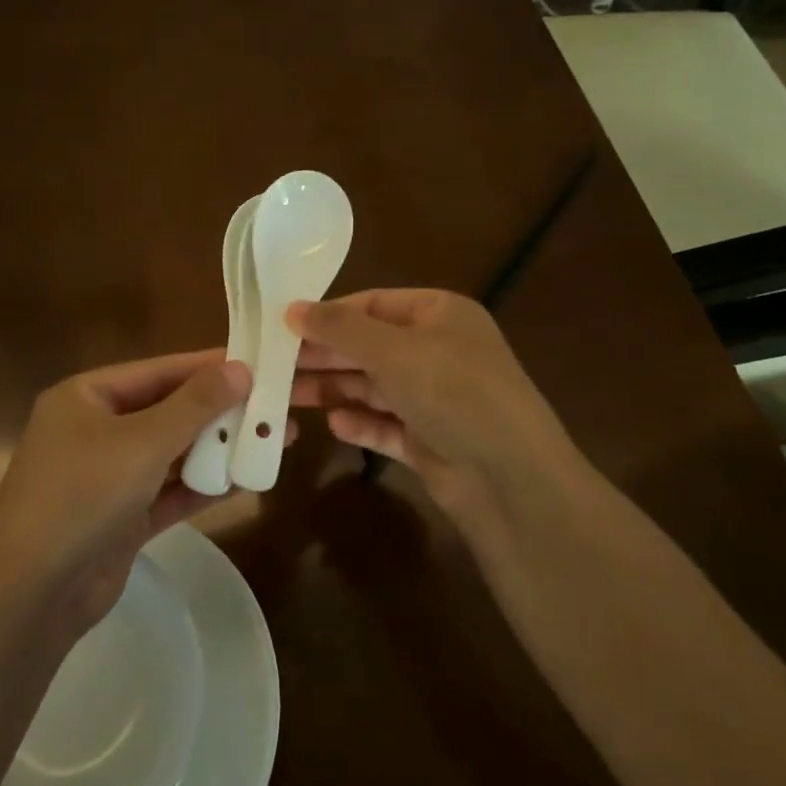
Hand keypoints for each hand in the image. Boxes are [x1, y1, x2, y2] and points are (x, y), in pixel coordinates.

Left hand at [0, 350, 288, 635]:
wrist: (33, 594)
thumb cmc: (82, 496)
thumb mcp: (142, 442)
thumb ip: (194, 405)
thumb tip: (239, 369)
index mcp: (87, 397)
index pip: (160, 371)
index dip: (210, 366)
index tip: (258, 362)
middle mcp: (96, 430)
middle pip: (170, 410)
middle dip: (222, 411)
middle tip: (277, 405)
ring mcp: (109, 476)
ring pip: (174, 452)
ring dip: (220, 447)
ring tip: (276, 439)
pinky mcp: (123, 516)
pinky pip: (171, 490)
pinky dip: (205, 485)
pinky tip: (247, 478)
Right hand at [290, 290, 579, 550]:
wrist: (512, 480)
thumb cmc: (454, 393)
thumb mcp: (394, 351)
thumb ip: (340, 329)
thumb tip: (292, 308)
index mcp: (439, 315)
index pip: (372, 304)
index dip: (328, 315)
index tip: (283, 326)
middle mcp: (438, 352)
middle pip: (368, 347)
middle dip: (323, 356)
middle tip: (272, 364)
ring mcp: (435, 399)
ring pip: (373, 388)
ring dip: (333, 390)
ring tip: (285, 396)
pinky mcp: (430, 441)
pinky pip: (386, 426)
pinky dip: (361, 424)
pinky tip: (335, 426)